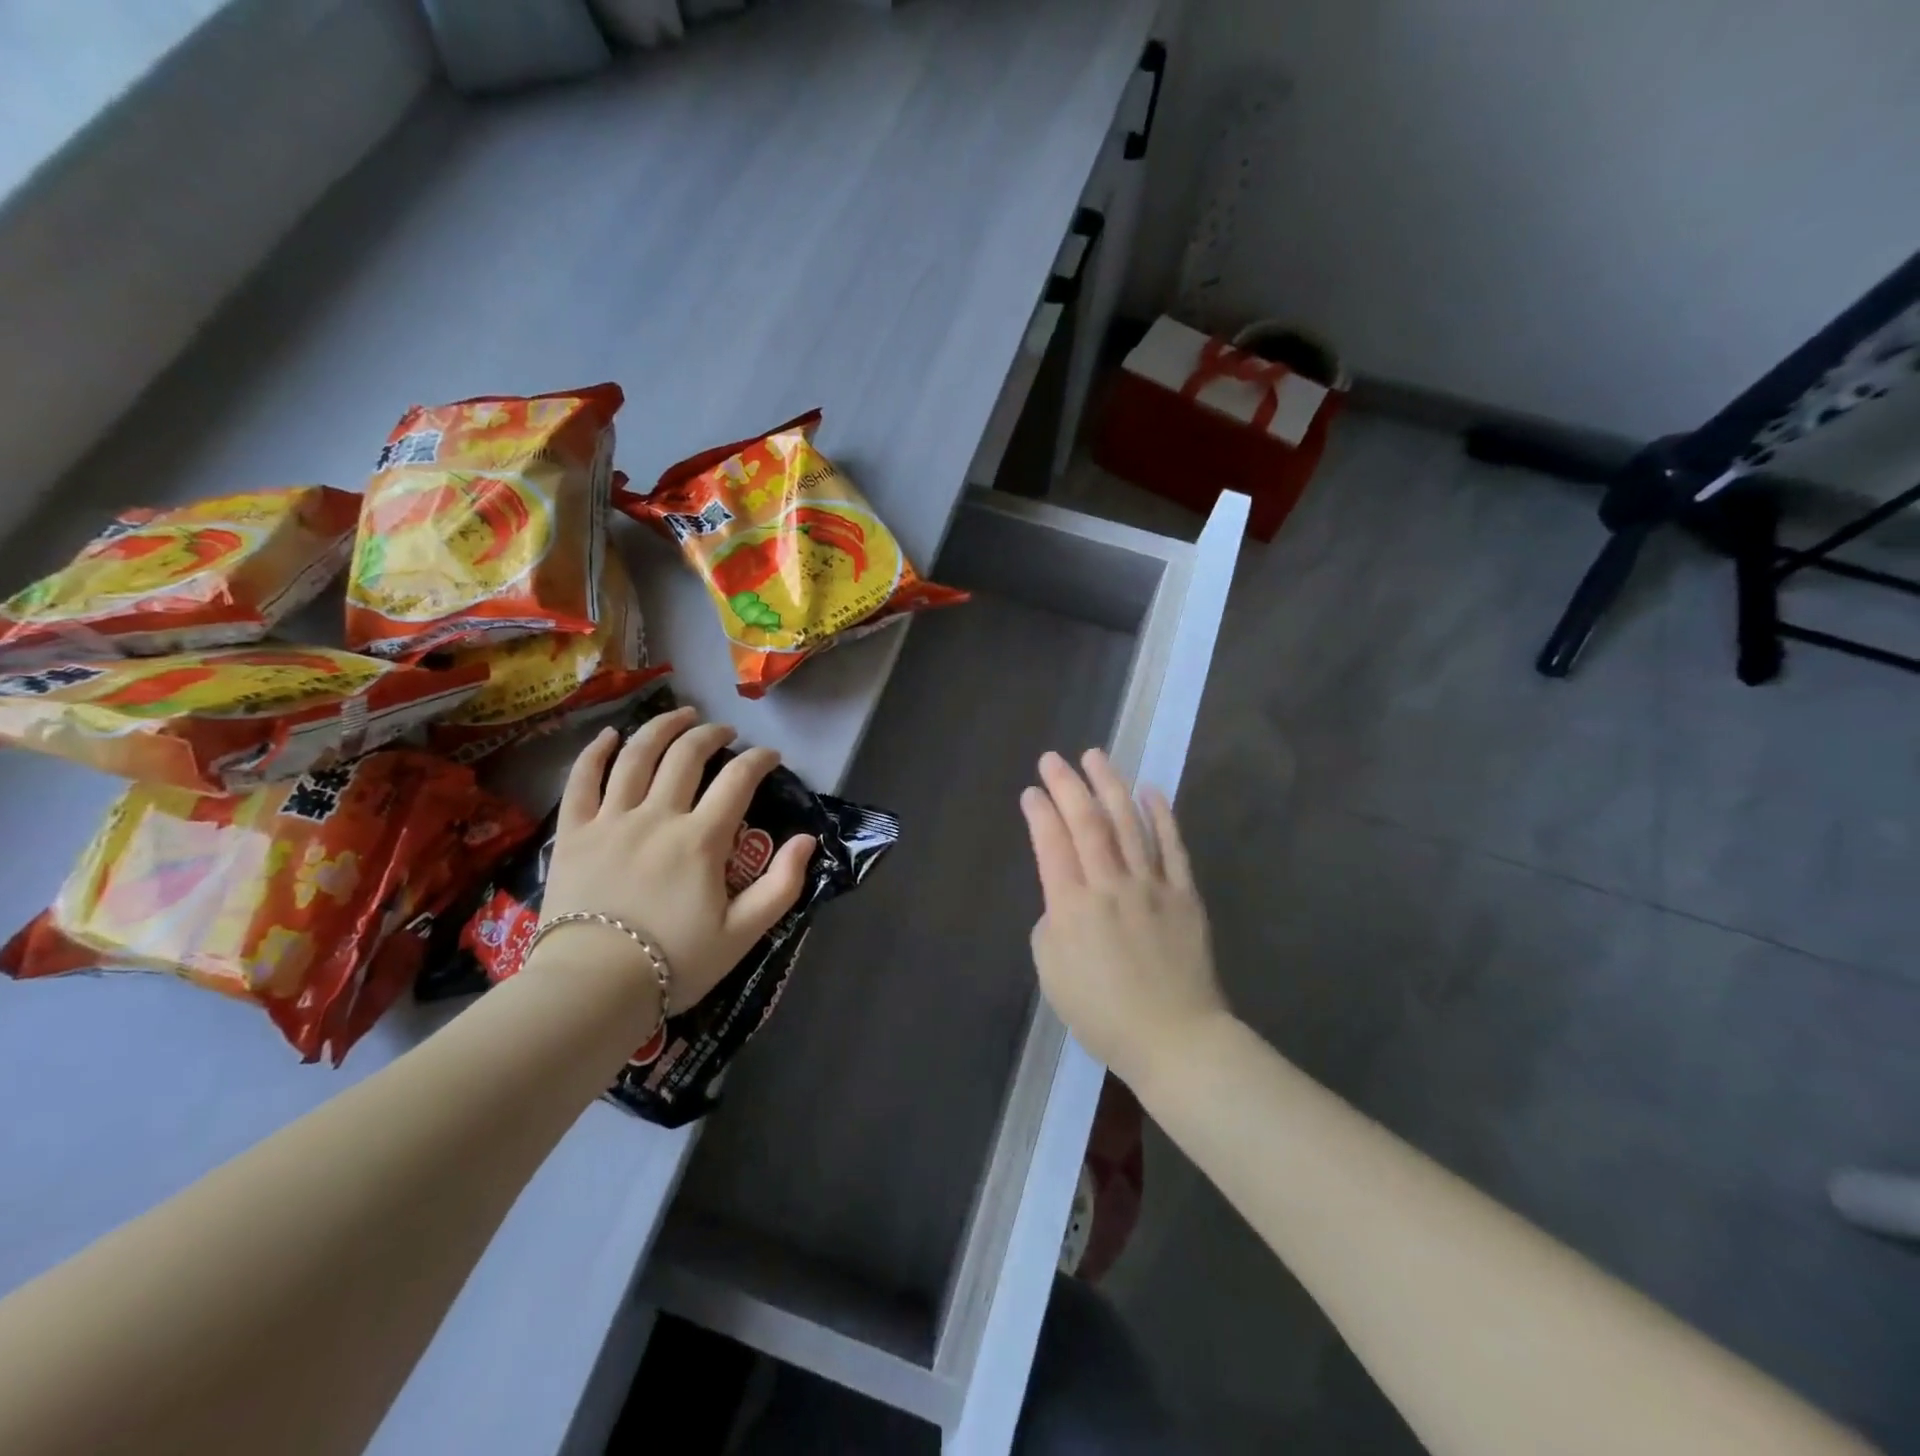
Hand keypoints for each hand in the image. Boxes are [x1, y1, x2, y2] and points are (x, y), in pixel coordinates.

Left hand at [534, 707, 815, 1012]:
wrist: (591, 990)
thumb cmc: (674, 963)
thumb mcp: (743, 934)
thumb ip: (782, 886)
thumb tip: (806, 841)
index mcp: (701, 840)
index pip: (737, 781)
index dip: (759, 761)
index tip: (771, 757)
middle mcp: (657, 816)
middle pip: (686, 755)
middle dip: (711, 735)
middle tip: (725, 732)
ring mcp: (610, 821)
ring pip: (635, 756)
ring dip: (662, 728)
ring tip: (680, 716)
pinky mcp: (573, 833)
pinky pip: (581, 781)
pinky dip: (595, 753)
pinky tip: (609, 736)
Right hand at [1020, 748, 1227, 1090]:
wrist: (1174, 1038)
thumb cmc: (1102, 1014)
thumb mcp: (1052, 974)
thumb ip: (1051, 924)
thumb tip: (1064, 897)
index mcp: (1072, 907)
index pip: (1051, 844)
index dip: (1039, 812)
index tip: (1031, 791)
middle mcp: (1110, 885)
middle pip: (1087, 822)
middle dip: (1067, 785)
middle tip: (1053, 758)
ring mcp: (1151, 886)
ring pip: (1128, 823)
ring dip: (1110, 786)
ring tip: (1096, 756)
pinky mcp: (1184, 894)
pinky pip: (1172, 847)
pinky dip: (1161, 815)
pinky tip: (1150, 790)